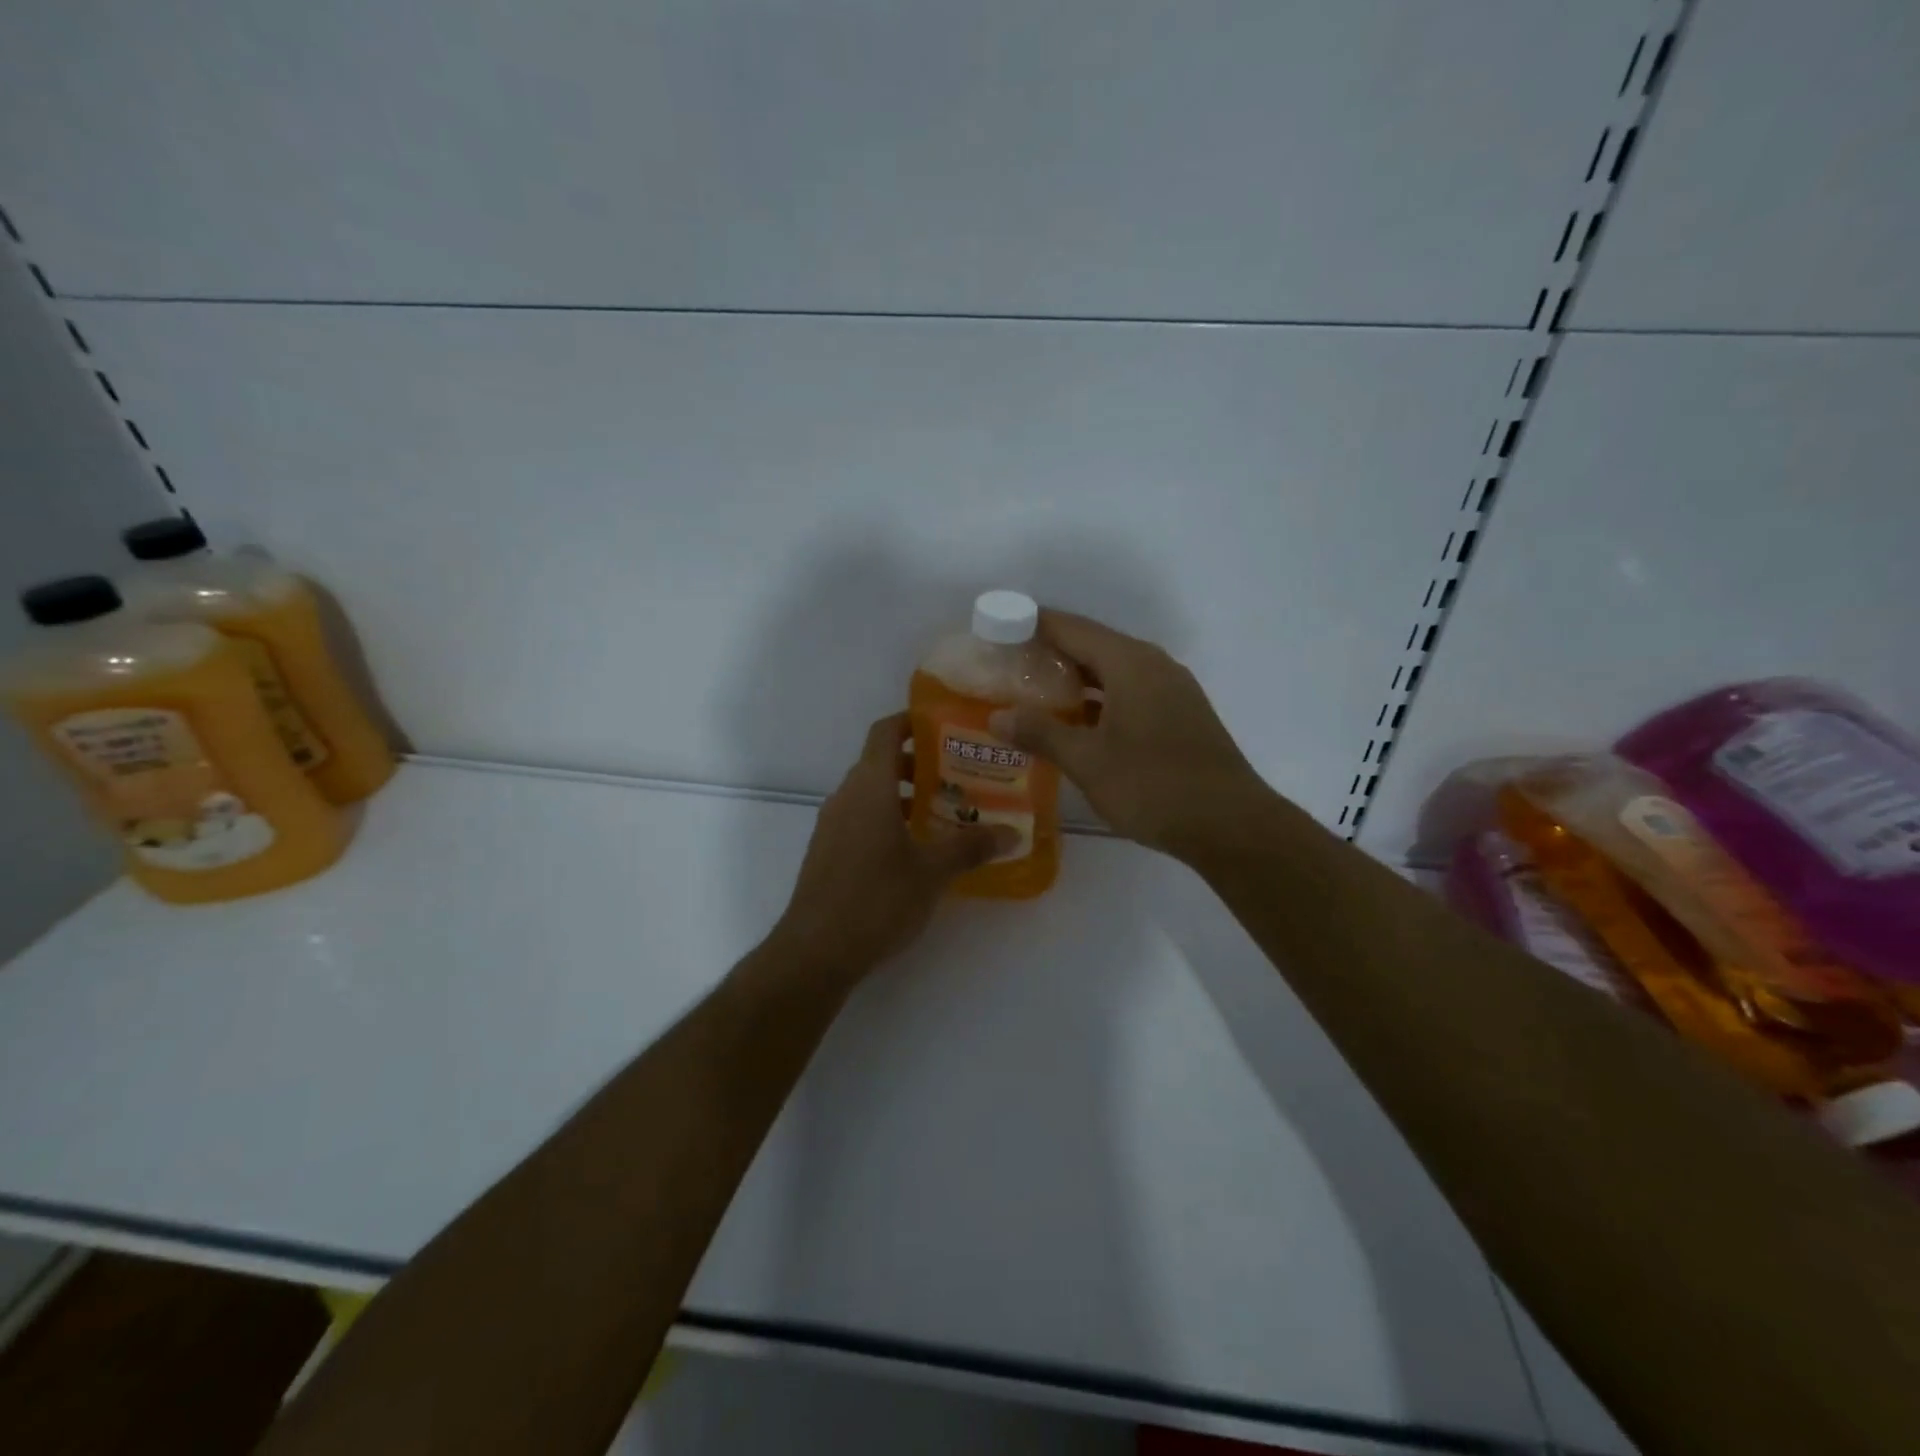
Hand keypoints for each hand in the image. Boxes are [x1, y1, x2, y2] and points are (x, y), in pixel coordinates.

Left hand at [774, 714, 1008, 978]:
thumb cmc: (877, 899)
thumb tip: (1013, 833)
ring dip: (903, 795)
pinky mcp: (827, 852)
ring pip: (869, 794)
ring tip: (942, 814)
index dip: (911, 721)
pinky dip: (886, 820)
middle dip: (918, 764)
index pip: (885, 731)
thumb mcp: (933, 872)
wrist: (816, 950)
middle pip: (880, 762)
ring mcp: (832, 825)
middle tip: (958, 777)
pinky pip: (859, 819)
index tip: (944, 727)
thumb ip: (972, 847)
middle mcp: (846, 796)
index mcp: (869, 786)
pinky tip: (913, 851)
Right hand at [989, 610, 1267, 861]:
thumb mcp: (1088, 761)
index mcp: (1130, 663)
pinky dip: (1101, 697)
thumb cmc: (1153, 786)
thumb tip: (997, 717)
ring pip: (1115, 670)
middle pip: (1094, 644)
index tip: (998, 629)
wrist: (1231, 825)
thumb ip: (1041, 733)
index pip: (1072, 628)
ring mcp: (1173, 689)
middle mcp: (1154, 665)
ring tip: (1035, 694)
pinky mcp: (1182, 714)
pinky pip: (1132, 691)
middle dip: (1051, 652)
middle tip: (1009, 667)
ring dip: (1077, 678)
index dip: (1033, 624)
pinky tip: (1079, 721)